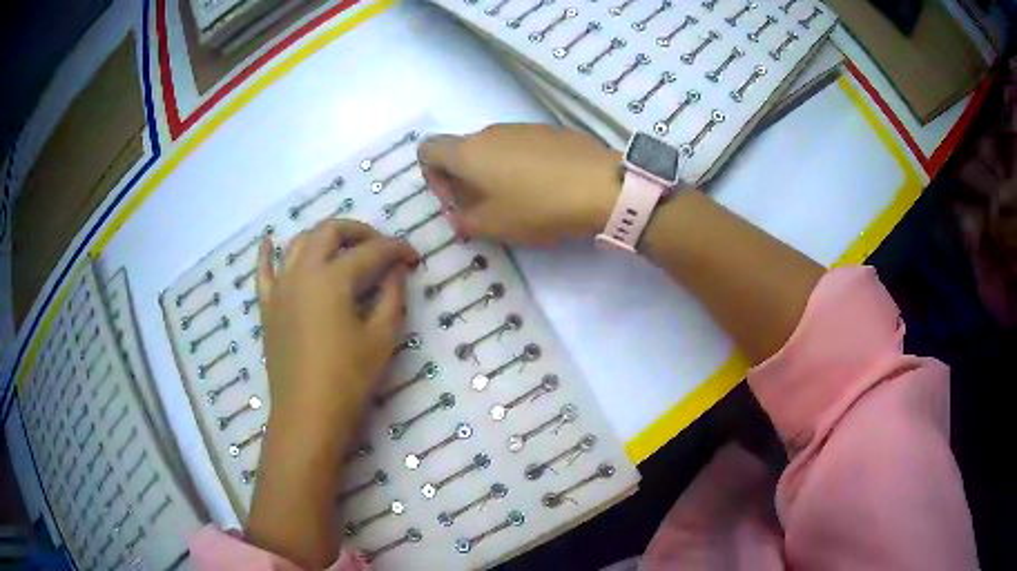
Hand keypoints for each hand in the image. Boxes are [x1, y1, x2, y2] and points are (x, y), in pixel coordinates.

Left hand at [256, 219, 417, 433]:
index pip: (372, 251)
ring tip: (343, 248)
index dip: (397, 249)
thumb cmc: (349, 379)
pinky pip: (263, 272)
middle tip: (380, 247)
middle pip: (330, 231)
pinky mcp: (267, 306)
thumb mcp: (382, 338)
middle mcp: (303, 271)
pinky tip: (267, 242)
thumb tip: (396, 270)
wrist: (307, 414)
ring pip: (299, 242)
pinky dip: (266, 254)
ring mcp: (280, 287)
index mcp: (333, 278)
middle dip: (359, 231)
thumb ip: (393, 296)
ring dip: (324, 237)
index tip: (414, 258)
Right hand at [418, 123, 621, 244]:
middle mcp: (491, 131)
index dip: (432, 177)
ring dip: (495, 175)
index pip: (428, 150)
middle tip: (487, 211)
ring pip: (494, 150)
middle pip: (463, 151)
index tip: (456, 202)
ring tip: (520, 203)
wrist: (602, 186)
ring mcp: (523, 127)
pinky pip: (523, 147)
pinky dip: (522, 167)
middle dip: (466, 181)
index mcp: (468, 151)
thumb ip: (465, 221)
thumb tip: (459, 216)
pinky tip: (547, 189)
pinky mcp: (551, 131)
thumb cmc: (538, 207)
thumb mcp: (494, 226)